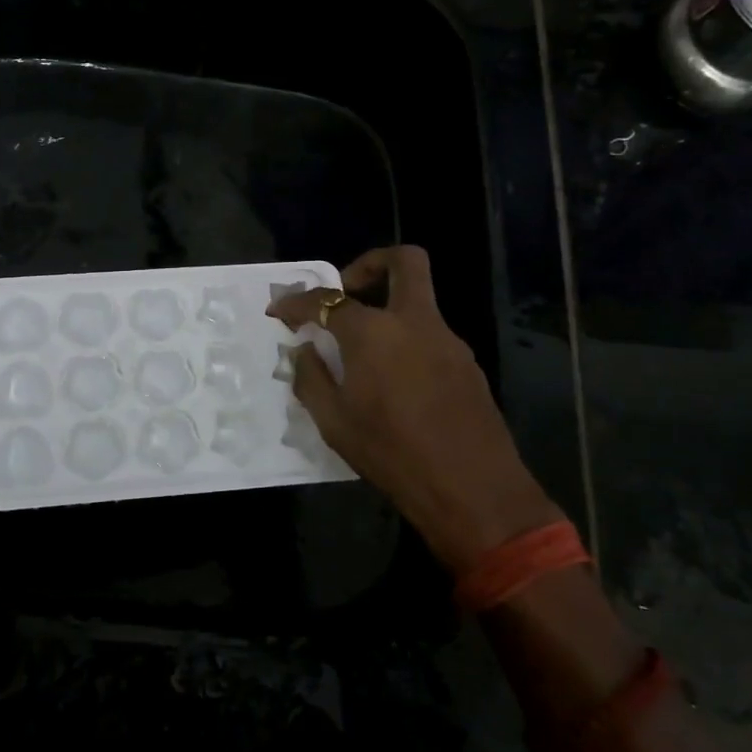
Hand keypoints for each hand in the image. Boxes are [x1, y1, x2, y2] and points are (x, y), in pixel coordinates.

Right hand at [268, 246, 562, 576]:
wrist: (472, 489)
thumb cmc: (391, 453)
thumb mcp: (334, 422)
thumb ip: (312, 378)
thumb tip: (303, 350)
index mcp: (374, 333)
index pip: (327, 300)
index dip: (297, 302)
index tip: (279, 310)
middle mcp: (414, 323)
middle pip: (404, 262)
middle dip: (370, 264)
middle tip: (346, 293)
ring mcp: (448, 341)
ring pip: (419, 299)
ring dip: (389, 307)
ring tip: (362, 350)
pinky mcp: (468, 364)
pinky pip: (430, 334)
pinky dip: (406, 340)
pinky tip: (394, 380)